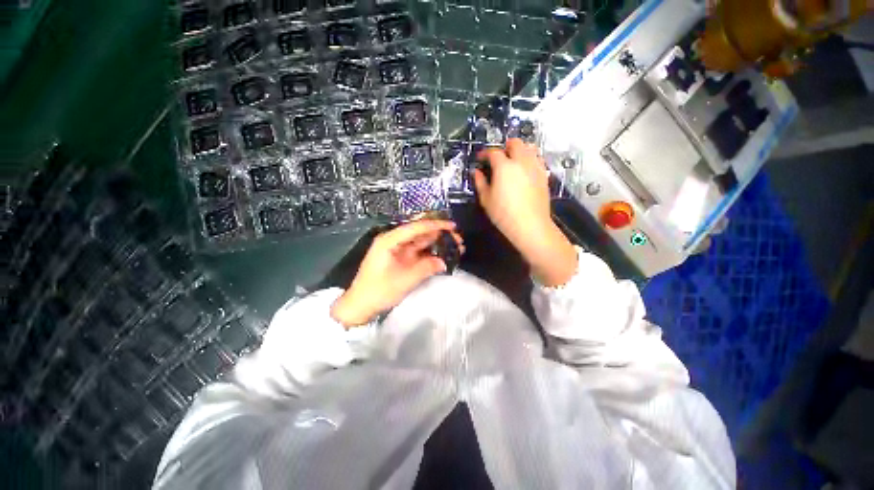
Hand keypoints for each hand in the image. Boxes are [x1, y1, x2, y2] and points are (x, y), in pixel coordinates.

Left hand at [331, 220, 463, 327]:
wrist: (361, 306)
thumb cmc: (379, 291)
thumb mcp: (404, 280)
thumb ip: (426, 268)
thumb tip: (444, 262)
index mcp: (389, 240)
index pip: (415, 227)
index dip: (435, 225)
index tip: (452, 226)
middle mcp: (394, 241)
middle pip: (420, 233)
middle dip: (439, 235)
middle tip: (458, 239)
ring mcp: (398, 250)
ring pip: (421, 242)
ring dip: (437, 243)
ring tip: (456, 247)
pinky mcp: (401, 259)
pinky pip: (419, 252)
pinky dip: (431, 253)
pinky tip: (444, 255)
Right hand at [474, 139, 576, 286]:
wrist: (530, 225)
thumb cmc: (504, 214)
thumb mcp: (486, 200)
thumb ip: (480, 182)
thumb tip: (477, 172)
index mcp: (504, 166)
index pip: (493, 152)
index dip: (485, 153)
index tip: (480, 159)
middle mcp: (521, 162)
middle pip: (515, 143)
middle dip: (505, 146)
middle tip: (498, 157)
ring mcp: (535, 167)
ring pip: (530, 148)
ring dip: (520, 150)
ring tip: (513, 161)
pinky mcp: (544, 175)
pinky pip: (538, 159)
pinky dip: (530, 159)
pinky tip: (525, 171)